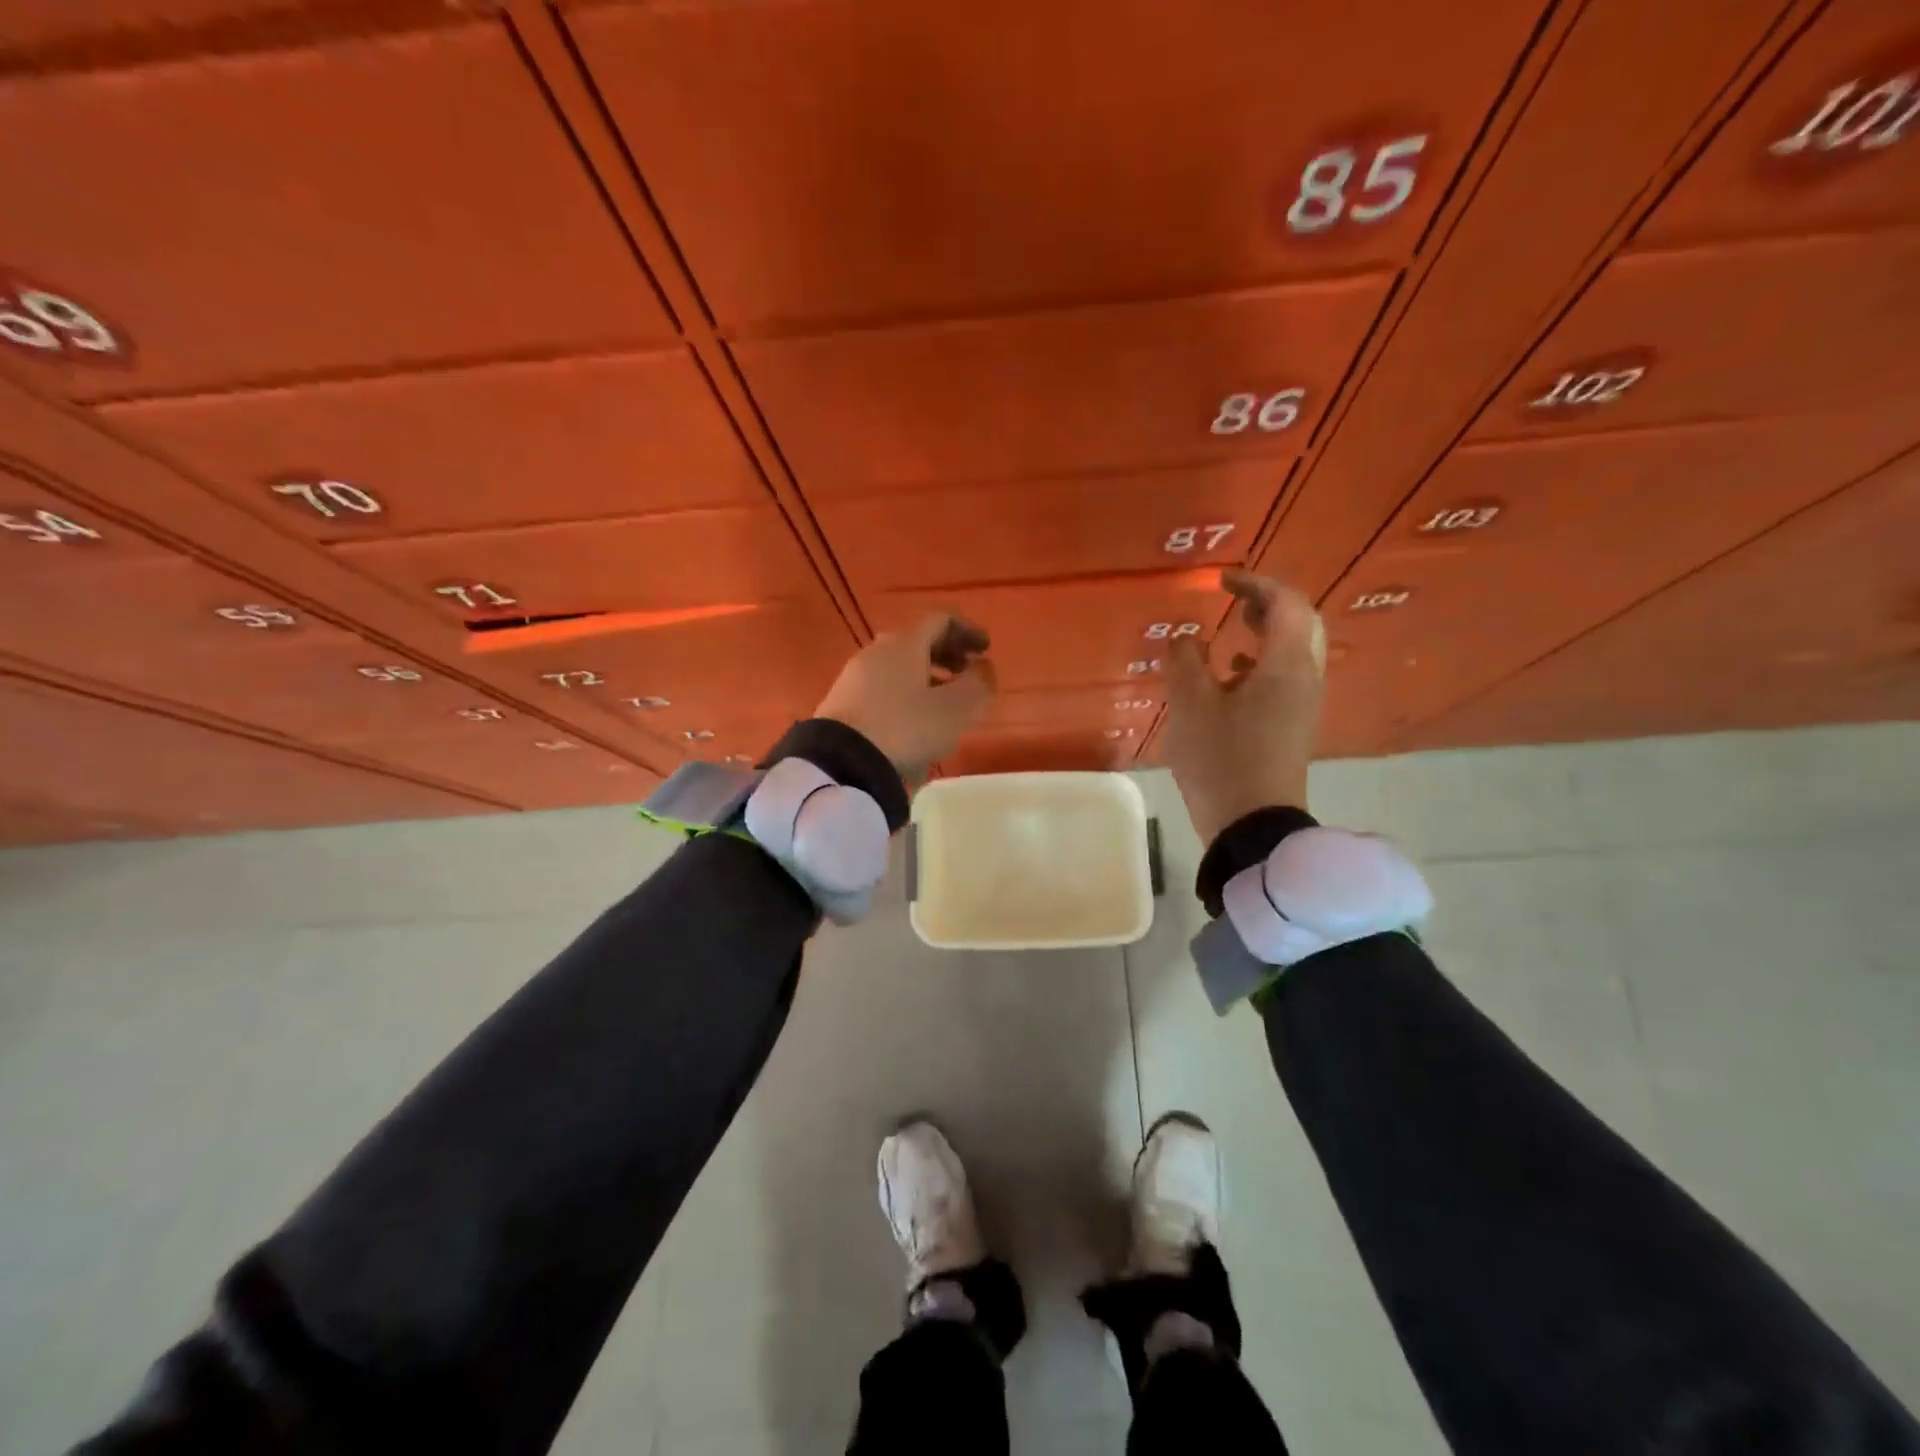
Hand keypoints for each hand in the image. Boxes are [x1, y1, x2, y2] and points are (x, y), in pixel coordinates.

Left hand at [815, 614, 994, 771]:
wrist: (840, 761)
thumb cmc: (907, 727)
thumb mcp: (957, 709)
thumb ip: (979, 683)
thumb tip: (982, 667)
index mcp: (905, 642)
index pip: (941, 619)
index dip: (968, 630)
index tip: (986, 650)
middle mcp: (877, 651)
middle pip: (917, 641)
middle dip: (948, 654)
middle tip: (968, 674)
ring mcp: (855, 676)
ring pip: (899, 666)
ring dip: (927, 676)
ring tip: (944, 703)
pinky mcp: (841, 702)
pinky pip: (882, 687)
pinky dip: (906, 693)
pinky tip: (913, 721)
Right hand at [1162, 570, 1325, 843]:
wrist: (1252, 825)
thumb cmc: (1222, 760)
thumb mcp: (1191, 706)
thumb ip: (1184, 662)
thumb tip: (1185, 639)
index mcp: (1286, 665)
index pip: (1286, 604)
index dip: (1256, 584)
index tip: (1223, 582)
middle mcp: (1305, 679)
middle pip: (1300, 625)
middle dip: (1268, 606)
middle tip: (1235, 601)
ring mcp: (1303, 706)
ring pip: (1293, 653)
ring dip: (1265, 635)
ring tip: (1231, 634)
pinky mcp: (1293, 728)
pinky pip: (1285, 680)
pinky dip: (1261, 666)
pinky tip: (1229, 680)